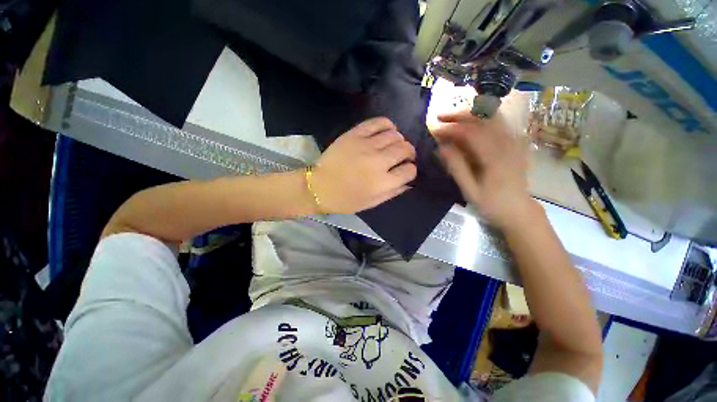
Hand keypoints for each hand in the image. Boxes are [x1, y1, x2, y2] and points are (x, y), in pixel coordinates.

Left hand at [311, 117, 416, 213]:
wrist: (319, 186)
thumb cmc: (345, 199)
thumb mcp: (371, 203)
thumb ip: (393, 192)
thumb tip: (408, 182)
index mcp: (382, 182)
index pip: (409, 171)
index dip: (411, 170)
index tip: (406, 170)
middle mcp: (378, 162)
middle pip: (405, 149)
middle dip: (409, 153)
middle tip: (404, 156)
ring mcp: (366, 146)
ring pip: (394, 135)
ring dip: (399, 140)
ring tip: (394, 145)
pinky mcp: (355, 134)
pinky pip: (378, 122)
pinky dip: (387, 124)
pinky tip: (388, 130)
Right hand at [432, 111, 535, 228]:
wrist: (518, 210)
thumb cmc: (491, 203)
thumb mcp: (469, 190)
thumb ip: (457, 167)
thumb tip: (442, 147)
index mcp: (495, 157)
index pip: (471, 132)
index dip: (450, 128)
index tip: (434, 129)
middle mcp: (507, 143)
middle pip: (484, 117)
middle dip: (460, 114)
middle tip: (440, 116)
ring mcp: (514, 141)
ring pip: (492, 116)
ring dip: (471, 112)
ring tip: (453, 115)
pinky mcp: (515, 142)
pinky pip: (499, 122)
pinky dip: (482, 117)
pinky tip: (471, 120)